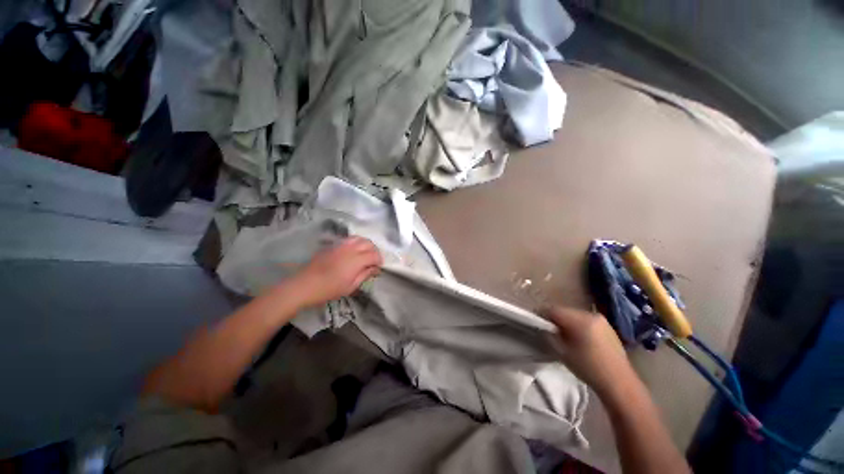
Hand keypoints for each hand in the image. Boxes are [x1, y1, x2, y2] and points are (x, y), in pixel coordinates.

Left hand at [289, 237, 382, 307]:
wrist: (305, 285)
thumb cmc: (329, 289)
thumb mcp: (350, 286)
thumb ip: (365, 275)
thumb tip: (375, 268)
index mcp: (356, 260)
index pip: (374, 255)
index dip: (379, 260)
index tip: (378, 268)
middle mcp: (350, 249)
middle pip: (369, 243)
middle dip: (374, 251)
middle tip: (373, 261)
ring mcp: (341, 245)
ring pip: (359, 238)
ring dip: (366, 245)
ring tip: (365, 254)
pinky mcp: (333, 245)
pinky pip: (349, 239)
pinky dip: (356, 243)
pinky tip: (353, 252)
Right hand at [545, 306, 636, 399]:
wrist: (620, 384)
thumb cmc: (589, 369)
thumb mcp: (563, 353)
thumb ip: (550, 335)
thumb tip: (543, 327)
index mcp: (580, 320)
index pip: (553, 310)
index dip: (541, 314)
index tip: (535, 321)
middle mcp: (591, 315)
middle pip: (564, 311)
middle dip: (554, 318)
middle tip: (548, 329)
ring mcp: (601, 320)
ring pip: (575, 315)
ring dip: (566, 322)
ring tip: (562, 334)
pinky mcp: (607, 326)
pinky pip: (585, 320)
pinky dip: (577, 325)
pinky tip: (577, 338)